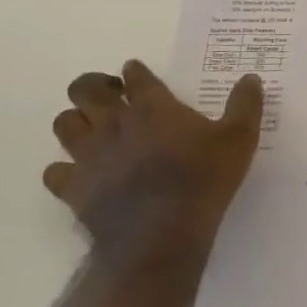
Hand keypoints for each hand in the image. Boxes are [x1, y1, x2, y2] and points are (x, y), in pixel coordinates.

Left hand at [44, 61, 263, 273]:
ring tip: (94, 130)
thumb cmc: (203, 180)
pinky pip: (55, 171)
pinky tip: (82, 174)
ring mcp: (89, 155)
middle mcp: (114, 123)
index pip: (136, 76)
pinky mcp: (73, 188)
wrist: (161, 235)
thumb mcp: (239, 140)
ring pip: (64, 124)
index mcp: (153, 107)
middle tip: (112, 97)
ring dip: (77, 121)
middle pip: (85, 89)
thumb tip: (250, 78)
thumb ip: (245, 106)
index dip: (135, 72)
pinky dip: (64, 169)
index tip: (137, 73)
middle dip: (94, 86)